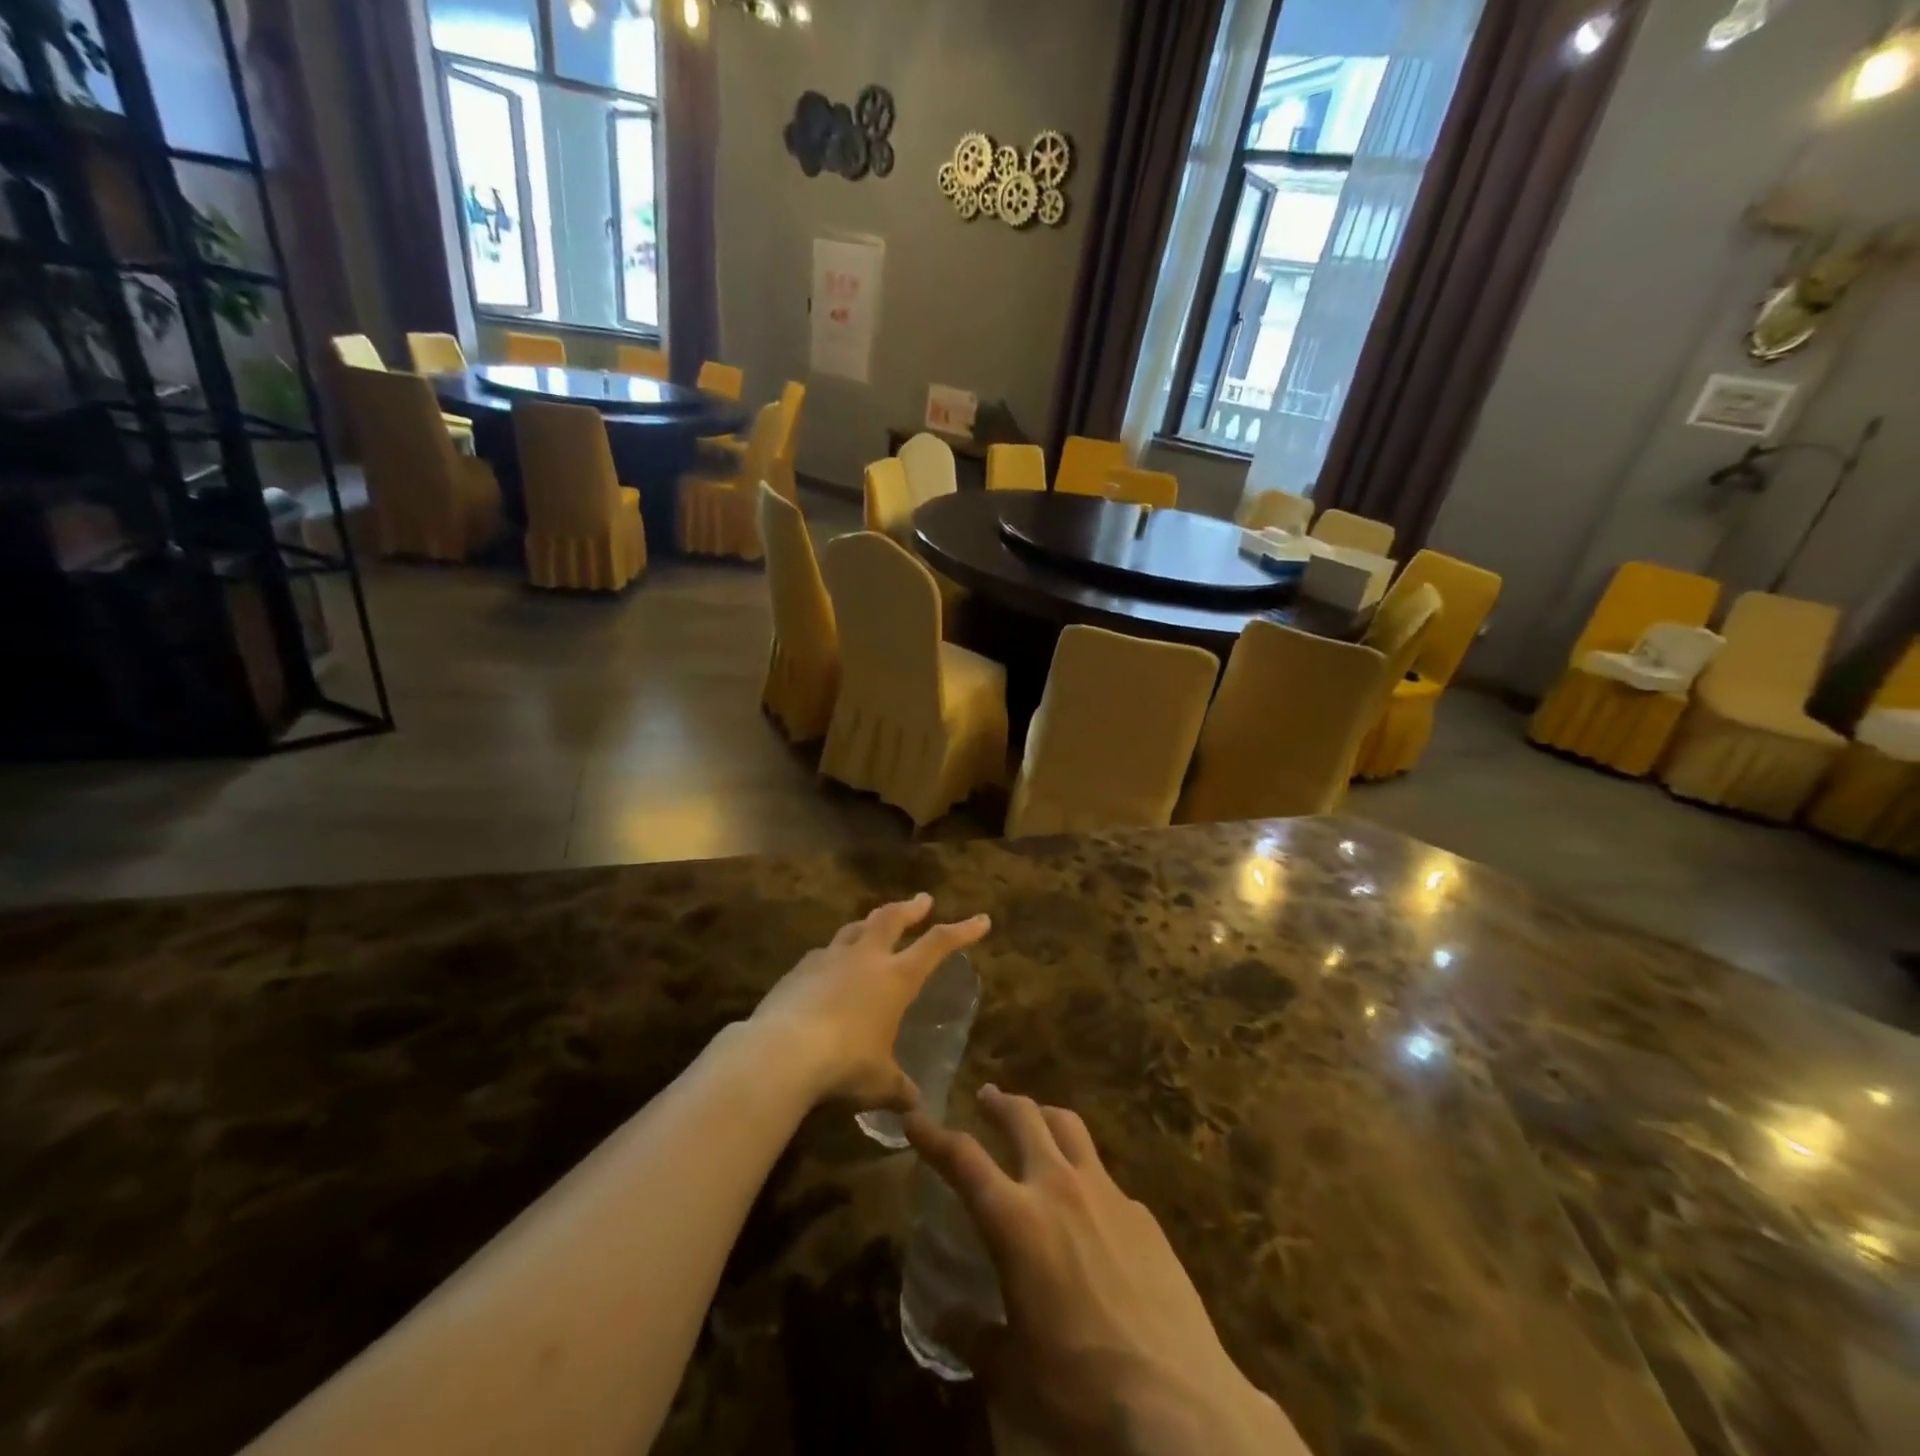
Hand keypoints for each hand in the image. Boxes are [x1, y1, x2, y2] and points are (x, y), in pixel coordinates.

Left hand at [749, 894, 989, 1109]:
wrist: (781, 1053)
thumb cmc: (844, 1064)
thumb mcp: (879, 1082)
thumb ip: (898, 1088)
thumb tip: (914, 1106)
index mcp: (895, 977)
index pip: (937, 945)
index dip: (962, 931)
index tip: (981, 920)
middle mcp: (865, 958)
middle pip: (891, 918)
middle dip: (910, 907)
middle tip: (922, 900)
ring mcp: (829, 959)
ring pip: (854, 928)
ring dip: (870, 924)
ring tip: (874, 925)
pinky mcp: (798, 971)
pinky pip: (823, 953)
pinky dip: (834, 954)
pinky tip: (830, 966)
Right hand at [907, 1088, 1307, 1455]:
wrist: (1180, 1404)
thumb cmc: (1081, 1389)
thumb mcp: (1013, 1374)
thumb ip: (975, 1338)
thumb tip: (947, 1319)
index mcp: (1016, 1220)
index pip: (963, 1159)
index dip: (934, 1135)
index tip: (915, 1117)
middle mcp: (1058, 1188)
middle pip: (1024, 1118)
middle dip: (999, 1102)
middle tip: (986, 1096)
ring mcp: (1107, 1193)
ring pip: (1070, 1128)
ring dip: (1045, 1117)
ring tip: (1036, 1120)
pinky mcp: (1143, 1213)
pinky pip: (1106, 1177)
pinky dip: (1086, 1174)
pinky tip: (1089, 1205)